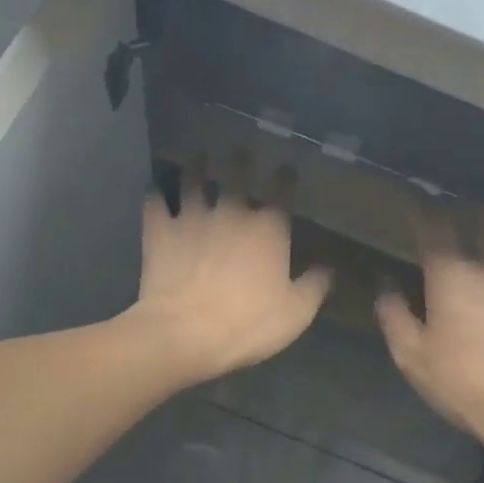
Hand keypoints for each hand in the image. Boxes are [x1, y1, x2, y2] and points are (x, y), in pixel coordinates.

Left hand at [130, 157, 331, 384]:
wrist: (185, 333)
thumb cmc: (248, 324)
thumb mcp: (295, 313)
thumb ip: (314, 286)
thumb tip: (328, 268)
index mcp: (268, 227)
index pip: (281, 191)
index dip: (284, 177)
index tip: (285, 169)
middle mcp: (230, 212)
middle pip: (235, 174)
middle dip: (239, 159)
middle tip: (238, 149)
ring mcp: (191, 218)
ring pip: (193, 180)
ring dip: (195, 167)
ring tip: (196, 157)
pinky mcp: (159, 232)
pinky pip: (155, 203)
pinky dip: (155, 195)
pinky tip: (155, 190)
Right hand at [375, 204, 483, 450]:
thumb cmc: (462, 383)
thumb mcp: (411, 356)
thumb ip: (392, 313)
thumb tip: (383, 282)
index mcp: (451, 275)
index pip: (433, 224)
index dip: (419, 207)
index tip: (408, 201)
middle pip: (480, 215)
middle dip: (459, 207)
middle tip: (445, 212)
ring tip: (483, 227)